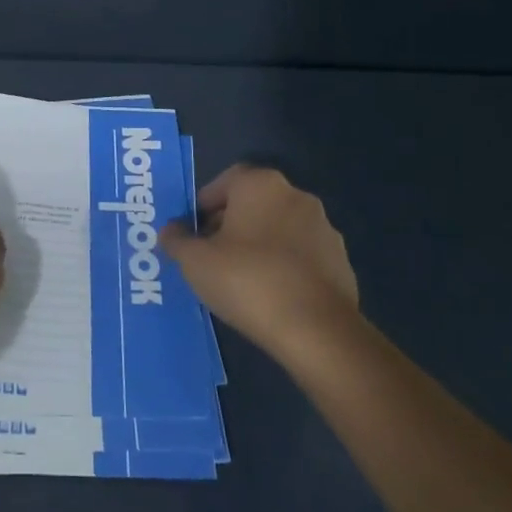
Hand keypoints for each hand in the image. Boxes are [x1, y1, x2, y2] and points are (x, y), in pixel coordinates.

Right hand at [161, 163, 359, 365]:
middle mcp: (295, 195)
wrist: (316, 329)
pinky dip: (285, 266)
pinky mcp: (341, 261)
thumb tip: (170, 230)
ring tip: (240, 279)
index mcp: (260, 184)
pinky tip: (272, 295)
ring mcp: (324, 228)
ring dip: (260, 245)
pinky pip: (302, 255)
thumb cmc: (247, 280)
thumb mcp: (195, 261)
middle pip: (253, 203)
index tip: (193, 233)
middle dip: (230, 224)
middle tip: (211, 255)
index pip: (224, 182)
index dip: (204, 205)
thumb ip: (176, 240)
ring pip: (279, 228)